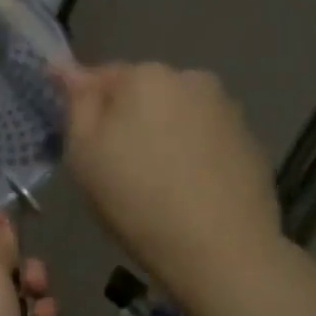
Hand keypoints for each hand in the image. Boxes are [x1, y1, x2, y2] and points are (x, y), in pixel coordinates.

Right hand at [57, 61, 284, 310]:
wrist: (220, 249)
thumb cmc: (135, 197)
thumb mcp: (84, 151)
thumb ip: (77, 102)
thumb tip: (66, 67)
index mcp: (145, 75)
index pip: (100, 75)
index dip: (85, 107)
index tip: (80, 139)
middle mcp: (190, 78)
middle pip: (142, 92)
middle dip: (126, 117)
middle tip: (113, 164)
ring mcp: (226, 108)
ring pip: (175, 113)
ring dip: (160, 133)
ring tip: (152, 179)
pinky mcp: (249, 140)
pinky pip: (203, 136)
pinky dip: (189, 151)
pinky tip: (184, 187)